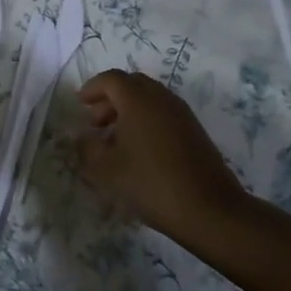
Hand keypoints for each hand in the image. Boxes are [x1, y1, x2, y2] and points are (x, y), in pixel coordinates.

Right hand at [78, 70, 249, 240]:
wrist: (209, 210)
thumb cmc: (150, 184)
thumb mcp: (106, 169)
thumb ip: (87, 148)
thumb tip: (82, 136)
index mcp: (138, 100)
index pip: (111, 79)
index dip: (92, 88)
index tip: (81, 104)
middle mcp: (161, 98)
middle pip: (132, 84)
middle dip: (110, 98)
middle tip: (96, 122)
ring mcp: (182, 114)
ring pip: (150, 98)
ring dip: (129, 109)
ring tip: (116, 138)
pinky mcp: (195, 131)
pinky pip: (164, 113)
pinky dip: (147, 120)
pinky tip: (140, 149)